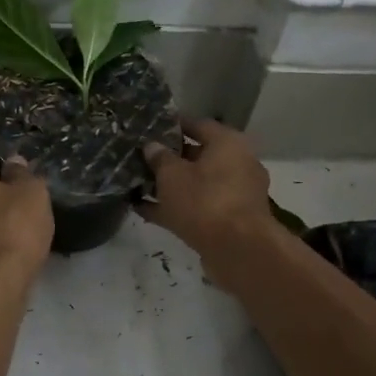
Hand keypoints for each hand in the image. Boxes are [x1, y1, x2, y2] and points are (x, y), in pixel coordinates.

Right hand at [138, 119, 275, 287]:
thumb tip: (151, 146)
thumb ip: (159, 158)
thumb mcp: (172, 175)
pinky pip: (197, 208)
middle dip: (170, 158)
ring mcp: (235, 195)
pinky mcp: (229, 221)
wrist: (238, 250)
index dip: (173, 125)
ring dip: (170, 186)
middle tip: (141, 158)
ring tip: (137, 184)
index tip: (150, 128)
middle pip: (198, 156)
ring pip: (197, 184)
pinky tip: (144, 210)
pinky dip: (174, 208)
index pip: (198, 125)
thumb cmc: (204, 200)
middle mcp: (237, 165)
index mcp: (228, 144)